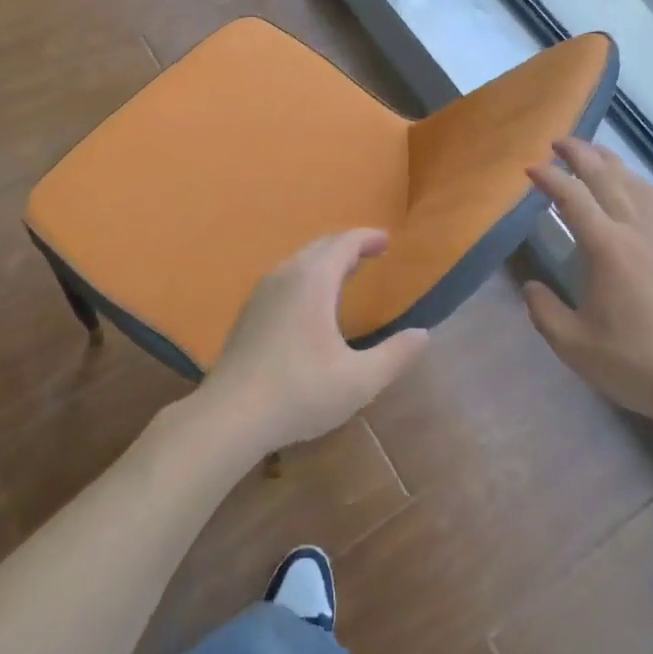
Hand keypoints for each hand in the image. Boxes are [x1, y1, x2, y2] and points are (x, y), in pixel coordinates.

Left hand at [201, 230, 430, 455]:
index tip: (387, 241)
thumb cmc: (300, 392)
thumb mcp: (359, 380)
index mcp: (313, 280)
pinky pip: (285, 277)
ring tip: (346, 274)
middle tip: (371, 254)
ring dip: (325, 260)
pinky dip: (306, 276)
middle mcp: (286, 275)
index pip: (345, 243)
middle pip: (320, 246)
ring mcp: (262, 292)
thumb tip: (422, 335)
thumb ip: (395, 356)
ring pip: (299, 261)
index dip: (368, 238)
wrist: (230, 415)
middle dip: (348, 246)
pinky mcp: (248, 311)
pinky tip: (311, 302)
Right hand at [524, 139, 652, 425]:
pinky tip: (634, 185)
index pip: (573, 198)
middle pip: (607, 178)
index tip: (529, 169)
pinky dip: (639, 183)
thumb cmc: (633, 362)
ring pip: (636, 184)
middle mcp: (636, 232)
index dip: (550, 178)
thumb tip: (532, 286)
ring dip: (610, 162)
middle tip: (557, 142)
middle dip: (580, 154)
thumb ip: (543, 310)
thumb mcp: (573, 344)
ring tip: (591, 153)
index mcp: (607, 248)